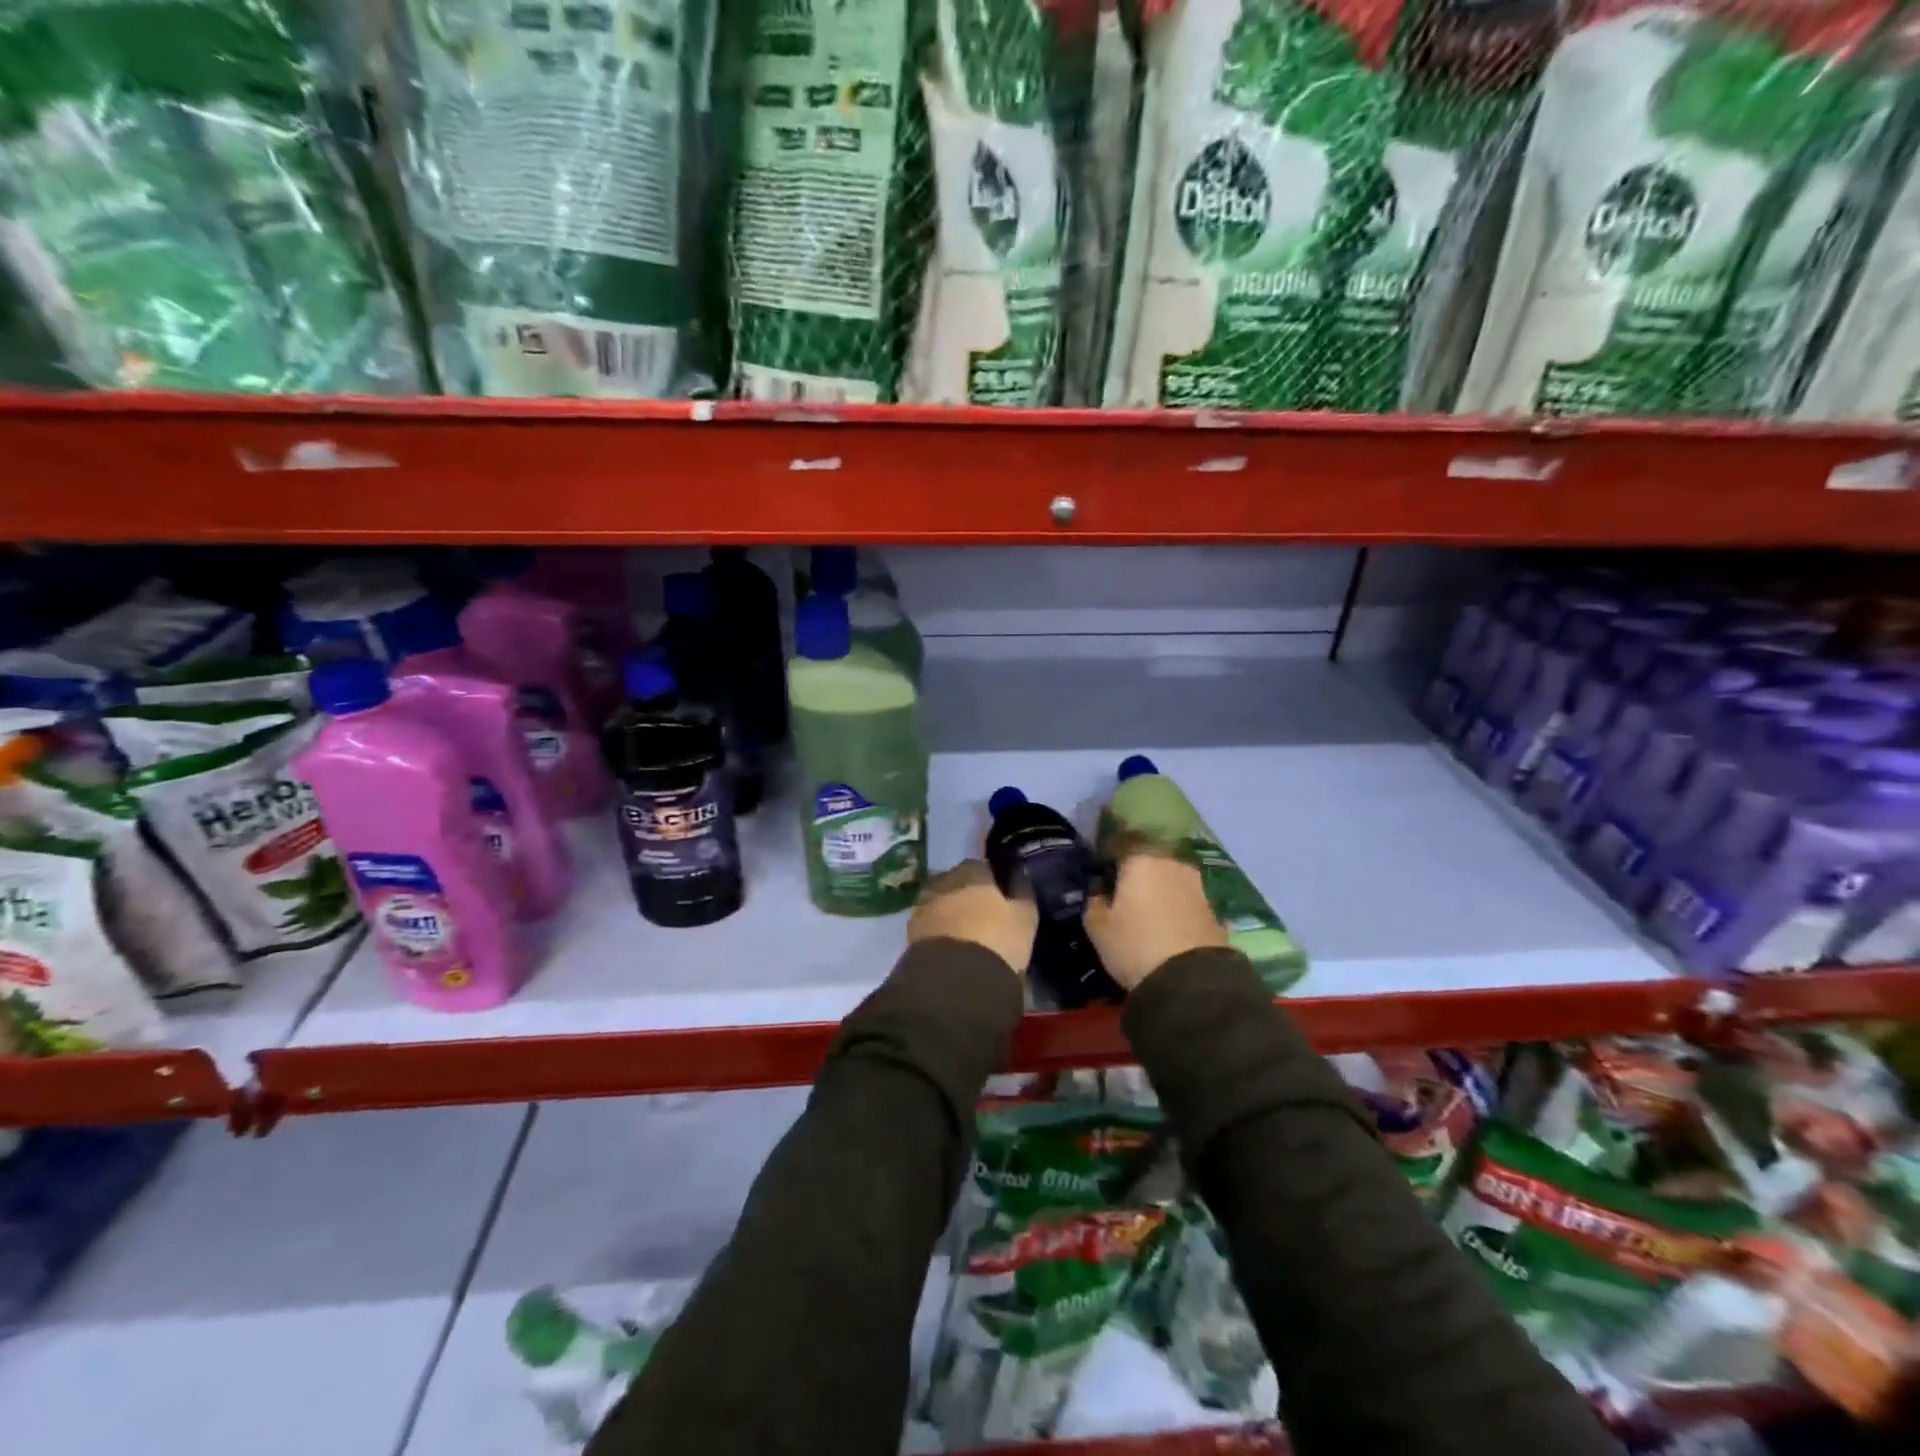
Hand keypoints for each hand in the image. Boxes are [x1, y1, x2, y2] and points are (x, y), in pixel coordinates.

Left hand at [908, 859, 1037, 975]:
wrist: (954, 980)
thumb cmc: (997, 941)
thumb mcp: (1024, 918)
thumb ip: (1022, 892)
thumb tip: (1018, 874)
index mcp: (972, 873)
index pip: (982, 866)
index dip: (992, 878)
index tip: (1000, 893)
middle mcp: (944, 882)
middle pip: (957, 881)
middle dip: (967, 893)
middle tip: (982, 913)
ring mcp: (923, 906)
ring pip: (940, 902)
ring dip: (950, 911)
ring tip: (965, 932)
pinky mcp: (911, 933)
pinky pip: (929, 925)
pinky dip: (939, 930)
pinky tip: (950, 945)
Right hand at [1085, 850, 1225, 990]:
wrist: (1191, 980)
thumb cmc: (1134, 945)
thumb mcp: (1098, 928)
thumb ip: (1094, 902)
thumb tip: (1099, 891)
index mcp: (1139, 860)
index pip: (1119, 847)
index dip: (1108, 862)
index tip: (1101, 879)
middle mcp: (1171, 864)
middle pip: (1148, 863)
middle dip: (1136, 877)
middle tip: (1124, 899)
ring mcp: (1197, 886)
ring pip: (1170, 882)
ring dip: (1159, 893)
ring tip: (1148, 917)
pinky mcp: (1214, 909)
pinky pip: (1186, 903)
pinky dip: (1177, 911)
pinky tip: (1169, 930)